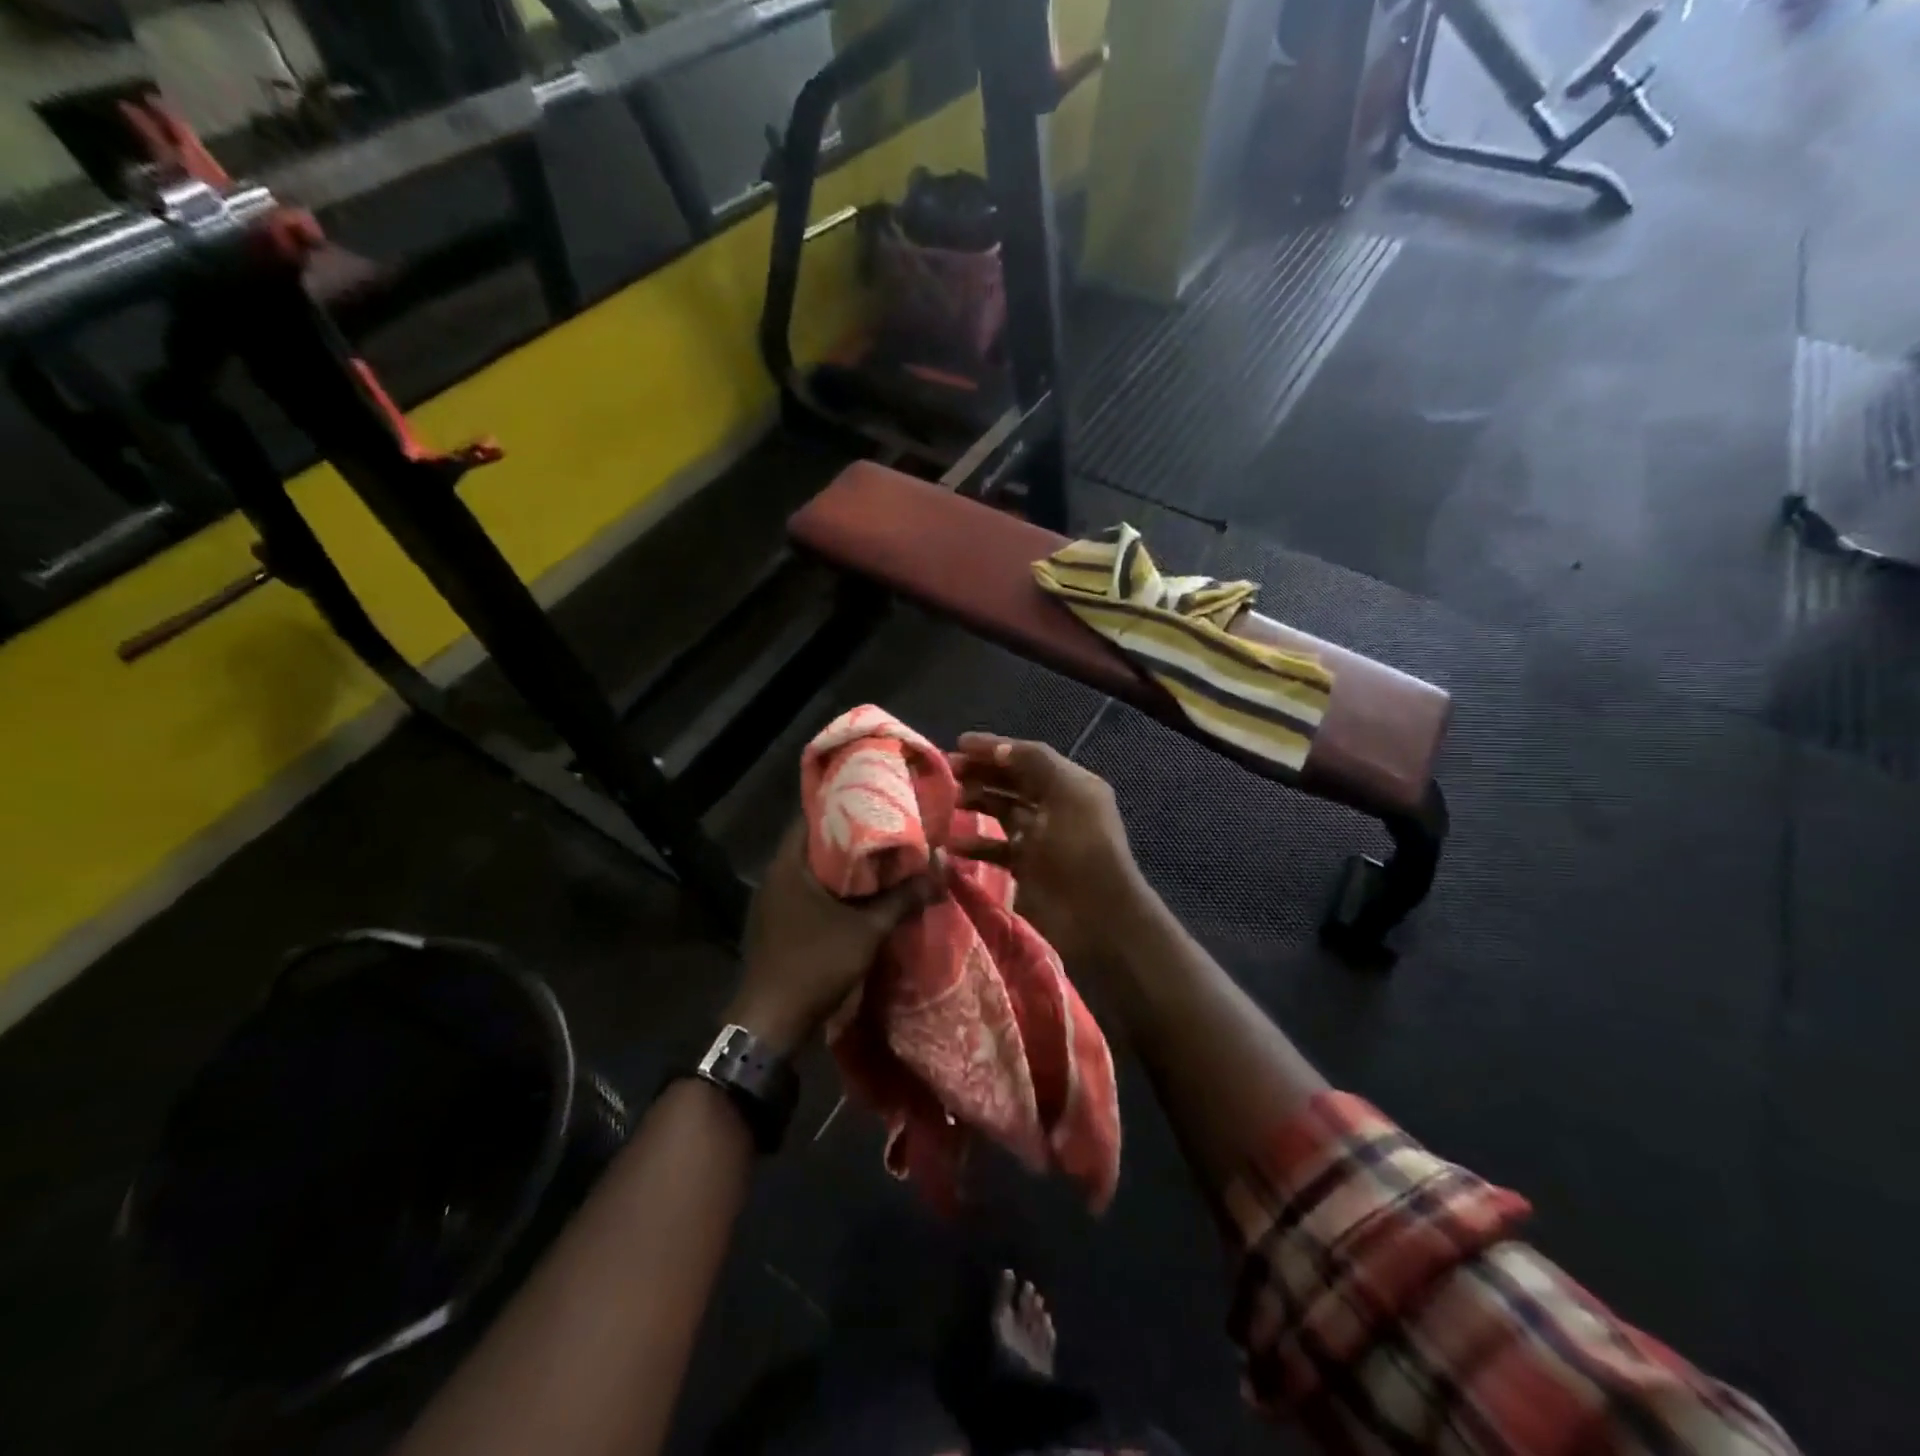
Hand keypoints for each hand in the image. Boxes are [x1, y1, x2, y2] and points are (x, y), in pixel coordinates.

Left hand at [728, 821, 935, 1053]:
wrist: (770, 1022)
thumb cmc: (815, 964)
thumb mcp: (867, 930)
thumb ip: (902, 899)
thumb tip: (940, 871)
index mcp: (788, 865)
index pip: (812, 816)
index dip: (844, 803)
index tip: (874, 798)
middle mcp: (775, 876)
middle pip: (814, 842)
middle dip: (850, 835)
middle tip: (886, 826)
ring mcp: (772, 902)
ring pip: (811, 870)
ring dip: (842, 864)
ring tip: (879, 857)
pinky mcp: (776, 924)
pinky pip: (807, 892)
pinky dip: (831, 888)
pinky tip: (858, 894)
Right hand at [949, 734, 1150, 971]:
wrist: (1097, 915)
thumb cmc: (1082, 847)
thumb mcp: (1066, 793)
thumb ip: (1034, 763)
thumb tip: (999, 749)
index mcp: (1070, 784)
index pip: (1027, 756)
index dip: (994, 748)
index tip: (958, 743)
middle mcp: (1054, 807)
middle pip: (1012, 781)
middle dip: (980, 773)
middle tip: (945, 771)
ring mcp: (1039, 839)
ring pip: (1001, 811)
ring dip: (975, 802)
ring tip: (946, 801)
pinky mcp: (1026, 868)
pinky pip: (995, 849)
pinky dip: (974, 844)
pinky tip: (952, 843)